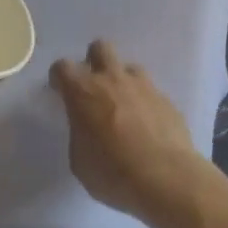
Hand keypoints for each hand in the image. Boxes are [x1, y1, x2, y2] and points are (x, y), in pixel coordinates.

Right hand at [49, 40, 208, 221]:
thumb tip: (87, 130)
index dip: (59, 78)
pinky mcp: (168, 102)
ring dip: (123, 81)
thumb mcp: (79, 160)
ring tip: (123, 106)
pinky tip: (147, 127)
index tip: (60, 92)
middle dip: (94, 61)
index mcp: (83, 92)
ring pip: (130, 67)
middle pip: (100, 48)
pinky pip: (151, 93)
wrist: (167, 180)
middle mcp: (112, 80)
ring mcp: (144, 88)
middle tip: (94, 88)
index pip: (62, 67)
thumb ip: (79, 134)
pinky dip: (145, 104)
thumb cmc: (112, 172)